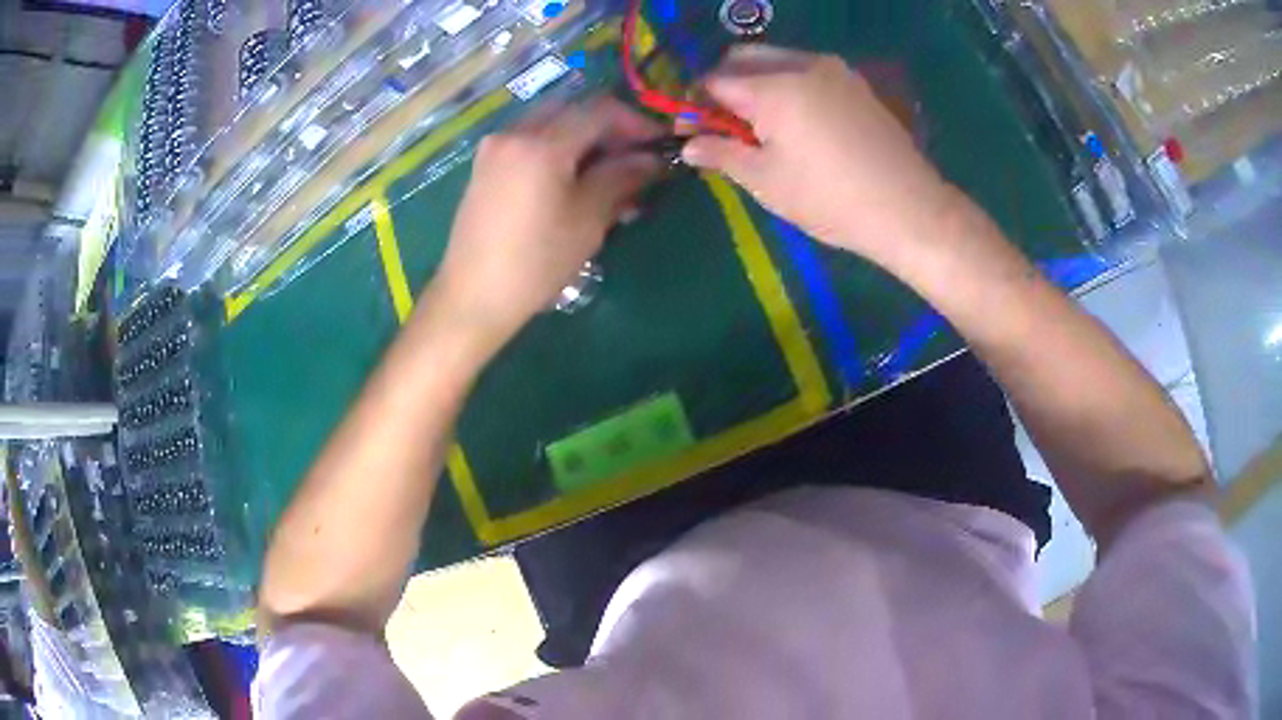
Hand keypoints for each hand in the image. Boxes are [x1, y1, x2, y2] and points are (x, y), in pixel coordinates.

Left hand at [433, 98, 661, 348]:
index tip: (659, 144)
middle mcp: (514, 133)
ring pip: (549, 122)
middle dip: (608, 126)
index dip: (636, 122)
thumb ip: (621, 178)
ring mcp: (494, 147)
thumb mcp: (588, 220)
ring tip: (606, 170)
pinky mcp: (485, 166)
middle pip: (572, 110)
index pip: (600, 111)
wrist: (472, 296)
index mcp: (541, 144)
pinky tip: (572, 177)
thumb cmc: (535, 262)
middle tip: (633, 155)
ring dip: (582, 136)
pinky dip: (556, 147)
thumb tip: (651, 160)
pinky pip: (529, 140)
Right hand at [683, 46, 960, 269]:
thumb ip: (721, 154)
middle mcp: (802, 64)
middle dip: (724, 85)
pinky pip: (807, 71)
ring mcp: (835, 70)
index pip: (714, 80)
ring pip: (777, 60)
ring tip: (762, 128)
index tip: (691, 133)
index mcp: (773, 87)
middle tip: (725, 126)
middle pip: (744, 57)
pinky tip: (797, 123)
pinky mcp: (856, 84)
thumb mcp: (766, 181)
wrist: (909, 209)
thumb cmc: (830, 199)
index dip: (695, 105)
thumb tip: (688, 145)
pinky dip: (788, 86)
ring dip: (757, 83)